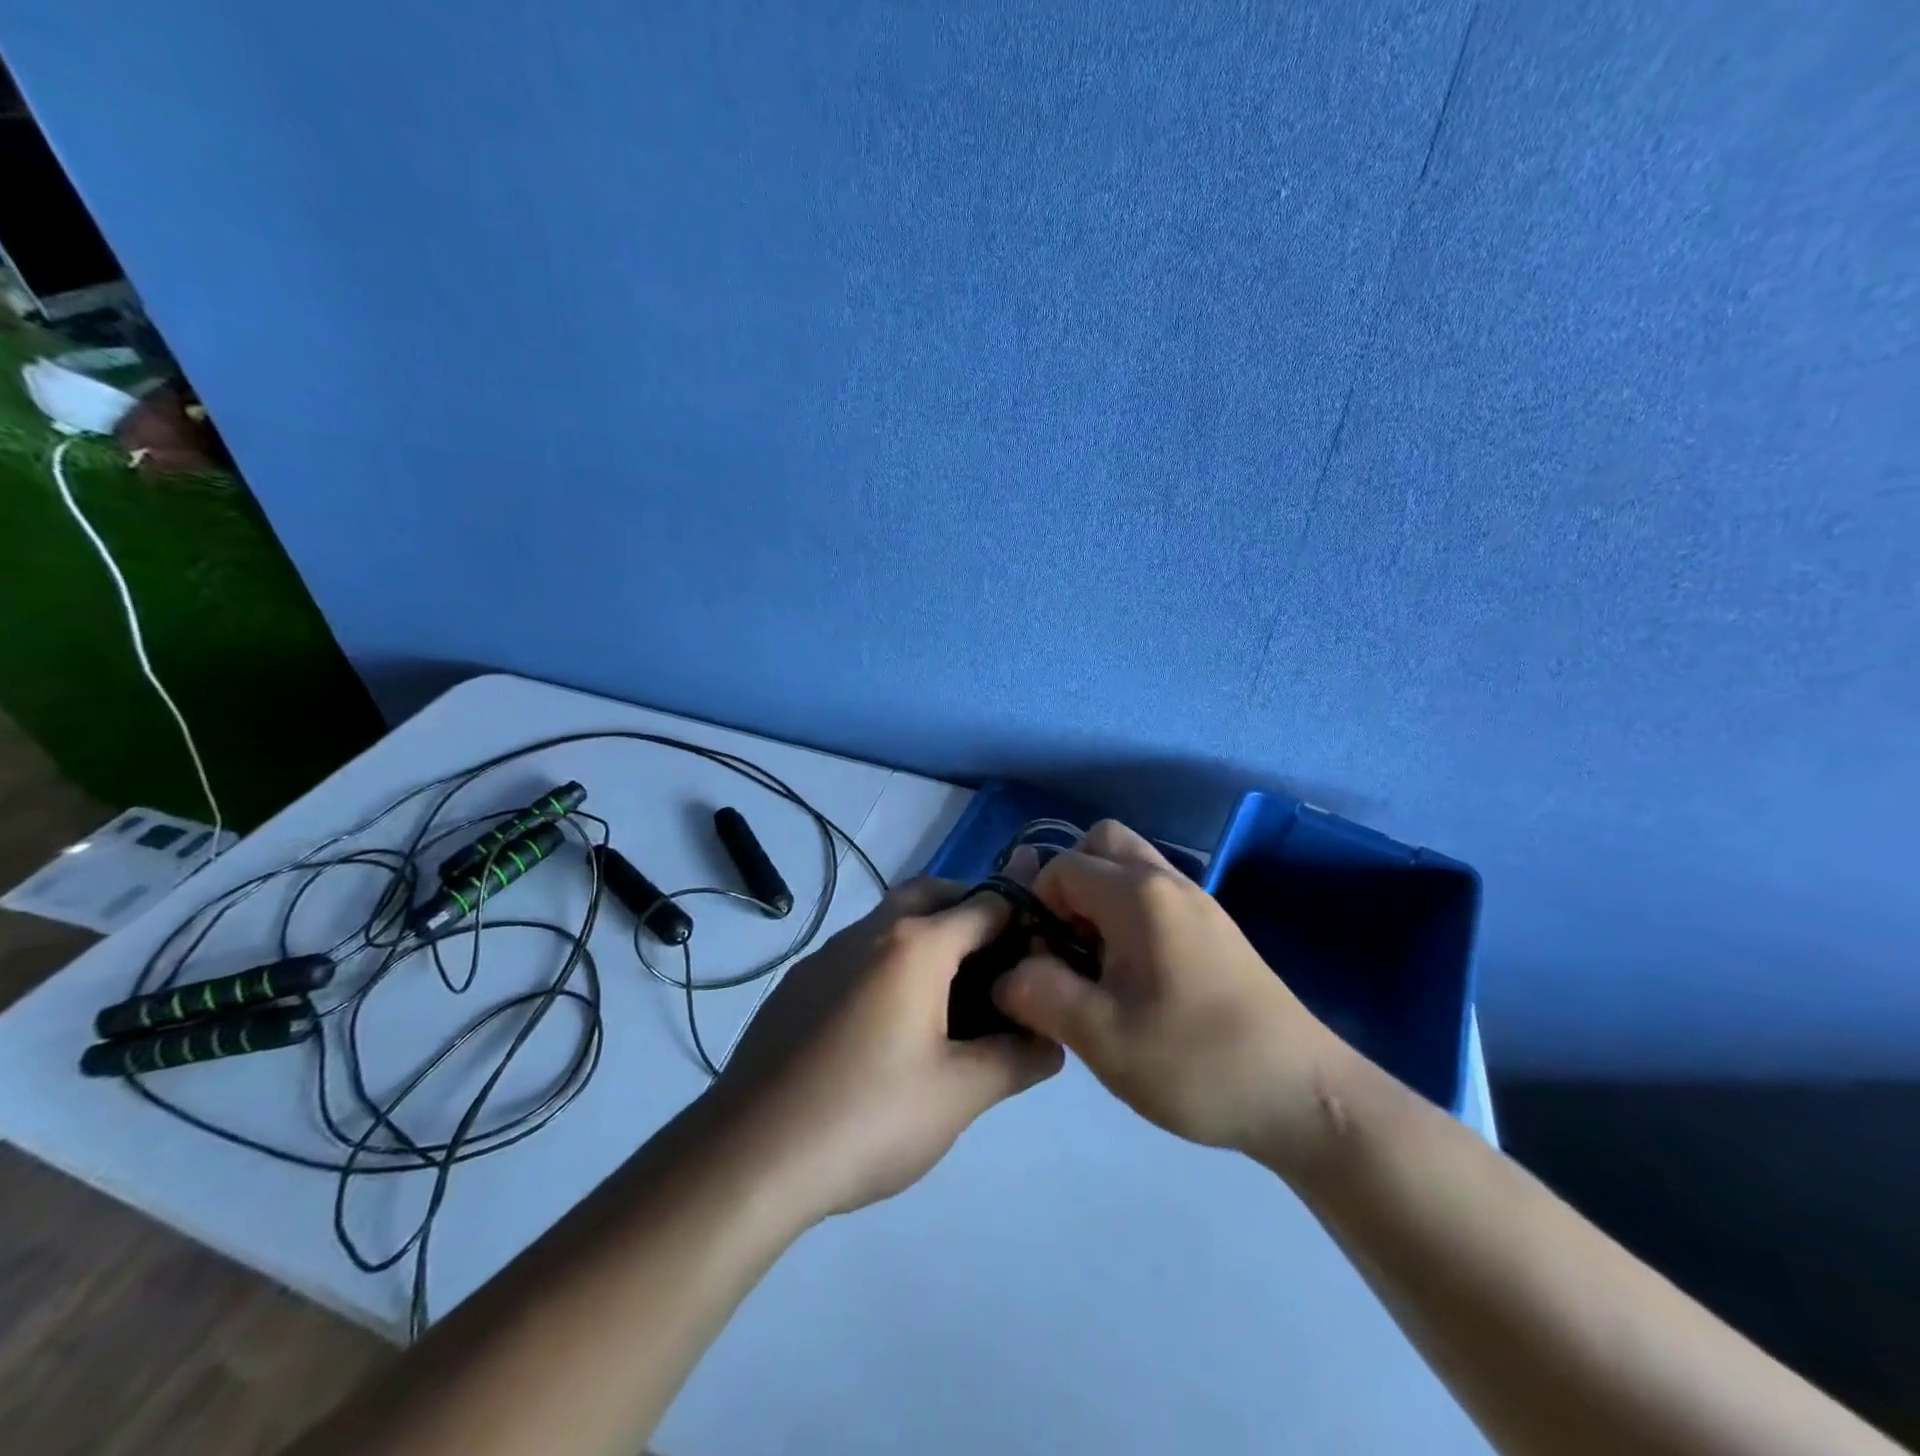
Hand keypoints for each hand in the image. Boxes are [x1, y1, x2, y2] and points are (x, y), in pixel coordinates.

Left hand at [704, 879, 1063, 1221]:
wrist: (751, 1155)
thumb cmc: (869, 1116)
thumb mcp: (960, 1094)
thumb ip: (1017, 1059)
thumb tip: (1052, 1041)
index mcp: (915, 945)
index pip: (986, 905)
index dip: (1022, 922)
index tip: (1041, 955)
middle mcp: (869, 932)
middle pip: (932, 894)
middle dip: (970, 910)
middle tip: (998, 960)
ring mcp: (825, 955)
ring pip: (889, 921)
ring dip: (926, 935)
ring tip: (951, 995)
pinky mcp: (798, 984)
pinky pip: (857, 952)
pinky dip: (888, 962)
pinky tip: (888, 1024)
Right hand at [993, 821, 1352, 1174]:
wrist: (1305, 1097)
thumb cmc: (1196, 1061)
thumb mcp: (1101, 1037)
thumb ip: (1039, 995)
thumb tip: (1005, 974)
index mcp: (1138, 895)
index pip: (1062, 866)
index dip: (1037, 907)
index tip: (1044, 962)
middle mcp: (1169, 881)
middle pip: (1101, 843)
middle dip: (1068, 884)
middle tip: (1067, 945)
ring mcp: (1199, 902)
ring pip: (1130, 867)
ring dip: (1099, 900)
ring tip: (1096, 965)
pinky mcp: (1216, 929)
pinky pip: (1155, 895)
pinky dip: (1128, 915)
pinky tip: (1134, 978)